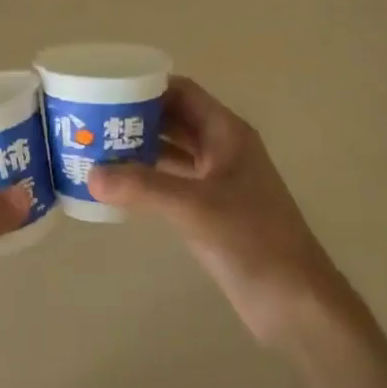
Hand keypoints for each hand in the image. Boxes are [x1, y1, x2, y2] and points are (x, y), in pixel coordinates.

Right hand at [88, 76, 342, 346]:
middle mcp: (222, 150)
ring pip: (172, 152)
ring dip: (139, 149)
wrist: (294, 301)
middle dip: (136, 118)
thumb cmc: (253, 240)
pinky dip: (147, 180)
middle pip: (174, 119)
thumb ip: (143, 188)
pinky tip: (118, 187)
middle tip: (92, 121)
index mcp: (227, 134)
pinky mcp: (212, 211)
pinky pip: (172, 182)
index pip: (182, 92)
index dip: (147, 86)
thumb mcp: (194, 208)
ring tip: (96, 149)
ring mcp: (218, 181)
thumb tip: (91, 174)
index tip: (106, 89)